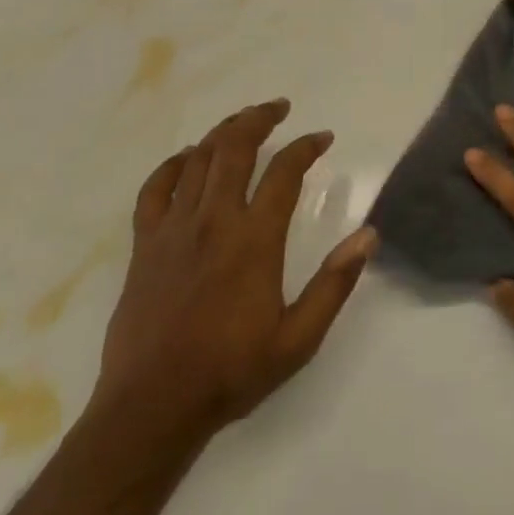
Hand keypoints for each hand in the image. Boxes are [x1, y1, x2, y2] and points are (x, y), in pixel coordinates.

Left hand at [92, 99, 377, 443]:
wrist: (152, 407)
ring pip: (197, 160)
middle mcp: (213, 222)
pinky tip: (187, 157)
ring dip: (223, 132)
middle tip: (279, 108)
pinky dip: (173, 164)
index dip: (306, 147)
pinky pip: (155, 188)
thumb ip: (335, 284)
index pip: (284, 172)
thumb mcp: (299, 339)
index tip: (322, 138)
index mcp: (253, 241)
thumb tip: (369, 236)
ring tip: (242, 121)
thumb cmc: (231, 371)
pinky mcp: (145, 245)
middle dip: (259, 119)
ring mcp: (173, 230)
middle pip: (234, 149)